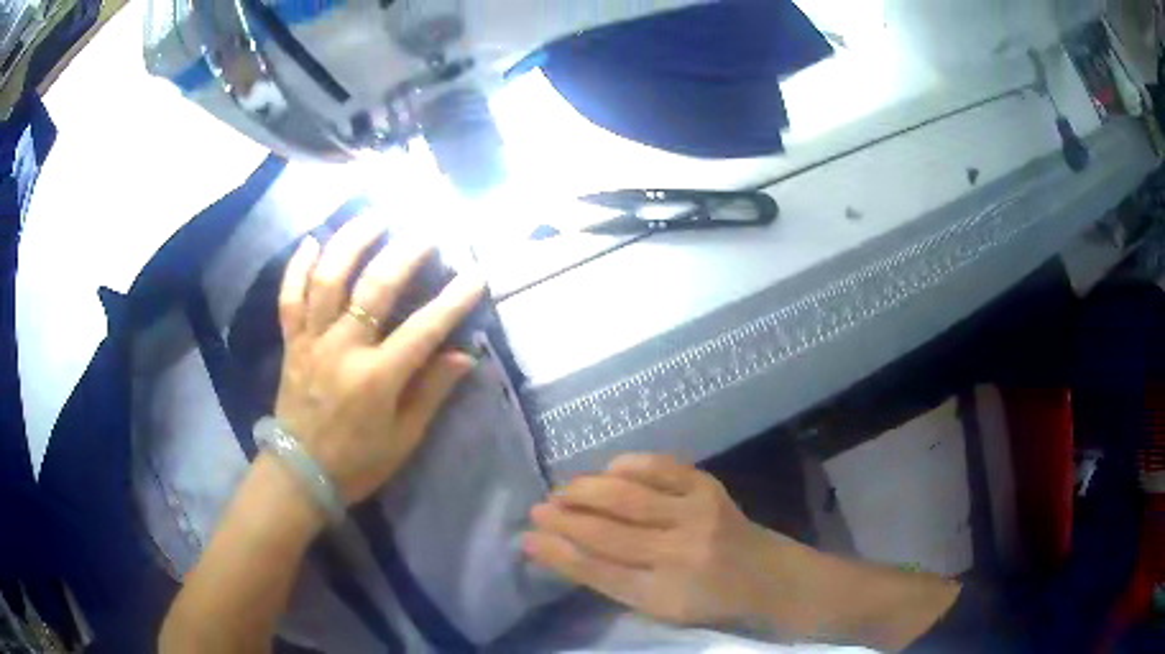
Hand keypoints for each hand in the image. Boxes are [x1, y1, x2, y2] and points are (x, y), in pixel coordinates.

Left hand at [274, 211, 484, 504]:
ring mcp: (312, 342)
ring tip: (374, 217)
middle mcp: (342, 350)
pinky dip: (297, 267)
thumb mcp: (404, 438)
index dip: (453, 300)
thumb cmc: (358, 462)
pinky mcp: (291, 343)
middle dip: (404, 253)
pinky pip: (289, 297)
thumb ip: (431, 392)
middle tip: (426, 229)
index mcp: (376, 379)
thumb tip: (463, 355)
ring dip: (351, 242)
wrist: (299, 474)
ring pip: (327, 279)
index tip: (477, 273)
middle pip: (374, 289)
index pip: (423, 330)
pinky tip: (311, 241)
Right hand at [523, 454, 796, 628]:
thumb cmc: (704, 599)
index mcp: (663, 595)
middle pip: (607, 531)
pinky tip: (606, 472)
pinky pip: (658, 466)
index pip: (598, 571)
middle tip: (538, 509)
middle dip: (564, 517)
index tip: (528, 538)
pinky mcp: (708, 486)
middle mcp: (679, 553)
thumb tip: (554, 549)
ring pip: (626, 496)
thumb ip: (609, 580)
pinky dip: (625, 466)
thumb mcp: (656, 607)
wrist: (763, 573)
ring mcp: (696, 515)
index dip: (558, 552)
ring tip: (562, 491)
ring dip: (585, 489)